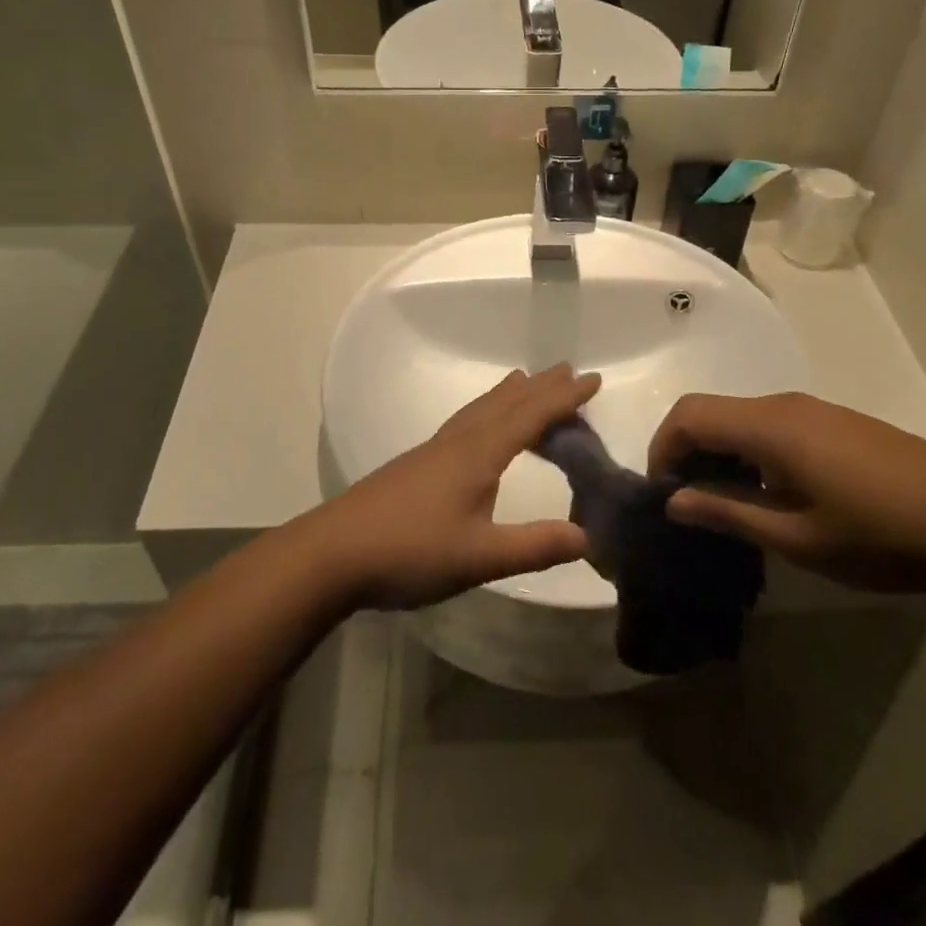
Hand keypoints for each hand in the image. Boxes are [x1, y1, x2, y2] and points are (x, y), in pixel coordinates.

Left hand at [311, 365, 598, 609]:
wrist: (333, 553)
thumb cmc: (409, 551)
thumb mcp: (479, 556)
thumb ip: (534, 546)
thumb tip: (590, 537)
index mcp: (477, 454)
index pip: (530, 416)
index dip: (563, 398)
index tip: (593, 379)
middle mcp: (457, 442)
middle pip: (505, 403)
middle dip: (539, 387)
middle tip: (567, 370)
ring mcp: (433, 451)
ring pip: (480, 410)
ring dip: (510, 395)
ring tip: (525, 382)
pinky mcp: (416, 465)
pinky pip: (465, 423)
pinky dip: (486, 411)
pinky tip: (477, 429)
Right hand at [648, 393, 925, 593]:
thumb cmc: (880, 536)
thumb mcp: (796, 537)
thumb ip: (728, 512)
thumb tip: (674, 500)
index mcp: (770, 426)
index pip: (689, 415)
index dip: (663, 449)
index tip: (665, 495)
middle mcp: (786, 405)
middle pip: (712, 411)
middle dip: (687, 452)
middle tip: (690, 504)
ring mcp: (815, 410)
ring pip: (742, 418)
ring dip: (720, 453)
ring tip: (728, 505)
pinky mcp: (836, 423)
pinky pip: (772, 426)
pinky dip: (750, 452)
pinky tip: (772, 494)